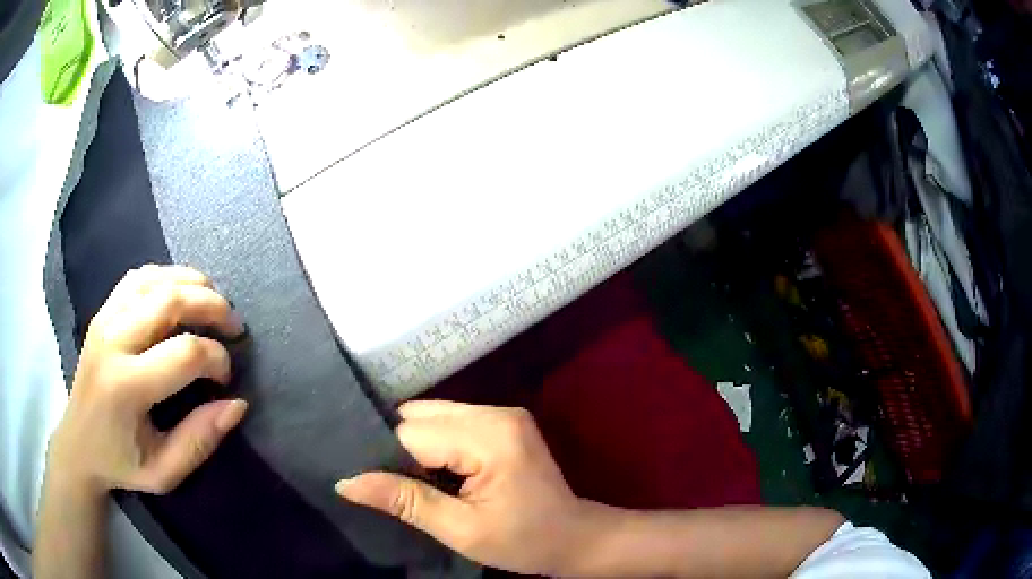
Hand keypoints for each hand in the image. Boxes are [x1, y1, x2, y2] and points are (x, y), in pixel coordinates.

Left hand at [48, 265, 248, 496]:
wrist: (78, 444)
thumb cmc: (121, 463)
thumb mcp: (164, 471)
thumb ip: (200, 440)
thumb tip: (238, 404)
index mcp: (126, 386)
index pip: (184, 353)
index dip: (217, 359)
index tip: (226, 380)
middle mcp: (113, 340)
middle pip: (171, 300)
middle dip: (212, 306)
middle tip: (235, 326)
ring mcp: (104, 319)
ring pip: (155, 279)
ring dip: (193, 283)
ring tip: (215, 301)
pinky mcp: (102, 311)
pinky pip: (138, 277)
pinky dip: (167, 276)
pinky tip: (182, 291)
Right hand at [335, 401, 597, 575]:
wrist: (574, 538)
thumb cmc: (523, 542)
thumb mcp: (460, 530)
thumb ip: (405, 501)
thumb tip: (346, 482)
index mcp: (490, 438)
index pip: (413, 434)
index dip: (386, 459)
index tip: (369, 484)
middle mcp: (496, 413)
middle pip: (421, 417)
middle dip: (399, 449)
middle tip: (388, 485)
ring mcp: (502, 414)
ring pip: (432, 416)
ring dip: (416, 446)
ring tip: (410, 481)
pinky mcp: (502, 422)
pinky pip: (450, 423)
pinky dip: (434, 444)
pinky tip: (433, 472)